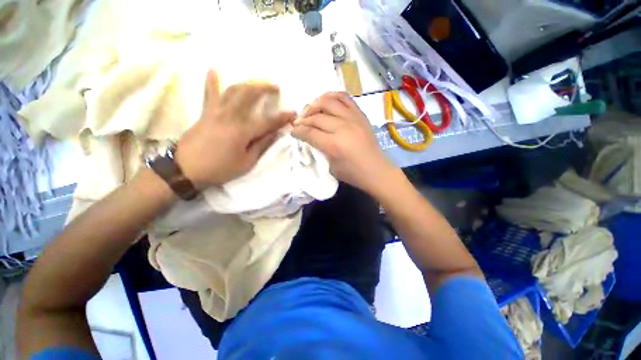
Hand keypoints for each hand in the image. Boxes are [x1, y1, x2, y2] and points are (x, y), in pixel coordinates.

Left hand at [176, 70, 295, 188]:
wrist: (186, 169)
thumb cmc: (220, 168)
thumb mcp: (246, 162)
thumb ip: (262, 145)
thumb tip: (275, 133)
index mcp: (242, 131)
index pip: (268, 121)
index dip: (283, 117)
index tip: (294, 114)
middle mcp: (230, 116)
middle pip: (249, 94)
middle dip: (265, 87)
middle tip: (275, 87)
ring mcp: (216, 111)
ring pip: (233, 90)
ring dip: (248, 83)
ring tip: (257, 82)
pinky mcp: (206, 112)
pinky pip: (209, 93)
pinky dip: (212, 81)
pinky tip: (214, 70)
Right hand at [292, 92, 396, 194]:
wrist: (376, 171)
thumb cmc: (353, 174)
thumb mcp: (331, 167)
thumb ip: (320, 149)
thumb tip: (311, 137)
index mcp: (334, 145)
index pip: (310, 132)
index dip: (298, 131)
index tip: (293, 131)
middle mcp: (343, 127)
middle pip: (316, 116)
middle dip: (303, 119)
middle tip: (298, 123)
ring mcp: (353, 118)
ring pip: (328, 101)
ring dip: (315, 104)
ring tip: (310, 111)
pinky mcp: (360, 115)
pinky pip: (345, 98)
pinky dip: (332, 97)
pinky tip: (326, 102)